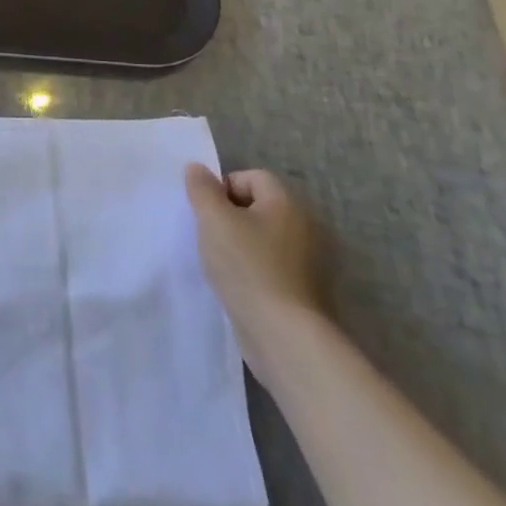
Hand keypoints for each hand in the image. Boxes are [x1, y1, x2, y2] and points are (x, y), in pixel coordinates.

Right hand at [185, 164, 323, 382]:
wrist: (284, 336)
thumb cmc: (247, 267)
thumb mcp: (213, 219)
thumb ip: (202, 189)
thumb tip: (197, 169)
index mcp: (287, 204)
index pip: (251, 177)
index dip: (223, 188)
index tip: (206, 214)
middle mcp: (305, 227)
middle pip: (258, 207)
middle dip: (230, 217)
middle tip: (210, 236)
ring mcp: (308, 262)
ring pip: (263, 238)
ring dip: (240, 245)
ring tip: (220, 263)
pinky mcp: (305, 291)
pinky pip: (272, 266)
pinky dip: (254, 270)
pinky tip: (238, 286)